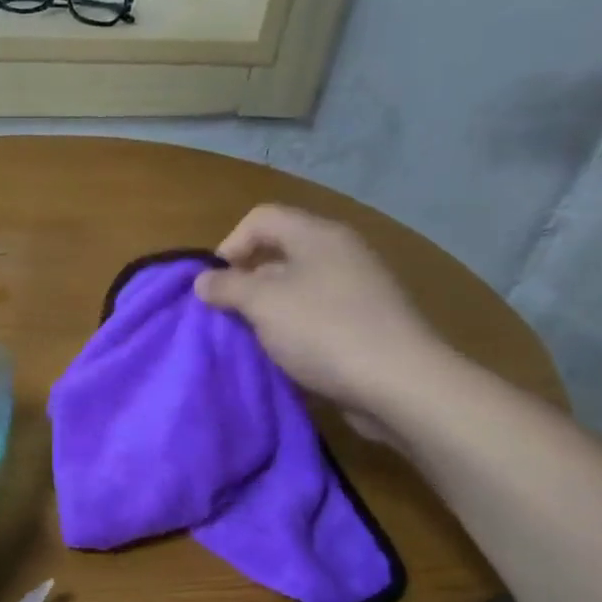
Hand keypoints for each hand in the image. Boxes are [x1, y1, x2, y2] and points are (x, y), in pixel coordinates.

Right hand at [193, 205, 449, 428]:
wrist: (398, 383)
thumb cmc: (324, 331)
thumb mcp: (263, 304)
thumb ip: (227, 287)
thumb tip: (203, 280)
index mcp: (317, 236)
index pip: (261, 218)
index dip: (230, 245)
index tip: (215, 286)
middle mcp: (339, 253)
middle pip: (278, 253)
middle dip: (245, 283)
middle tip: (228, 316)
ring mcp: (356, 289)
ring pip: (295, 288)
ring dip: (267, 312)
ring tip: (253, 340)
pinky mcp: (364, 323)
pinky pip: (315, 316)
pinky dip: (293, 331)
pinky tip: (284, 356)